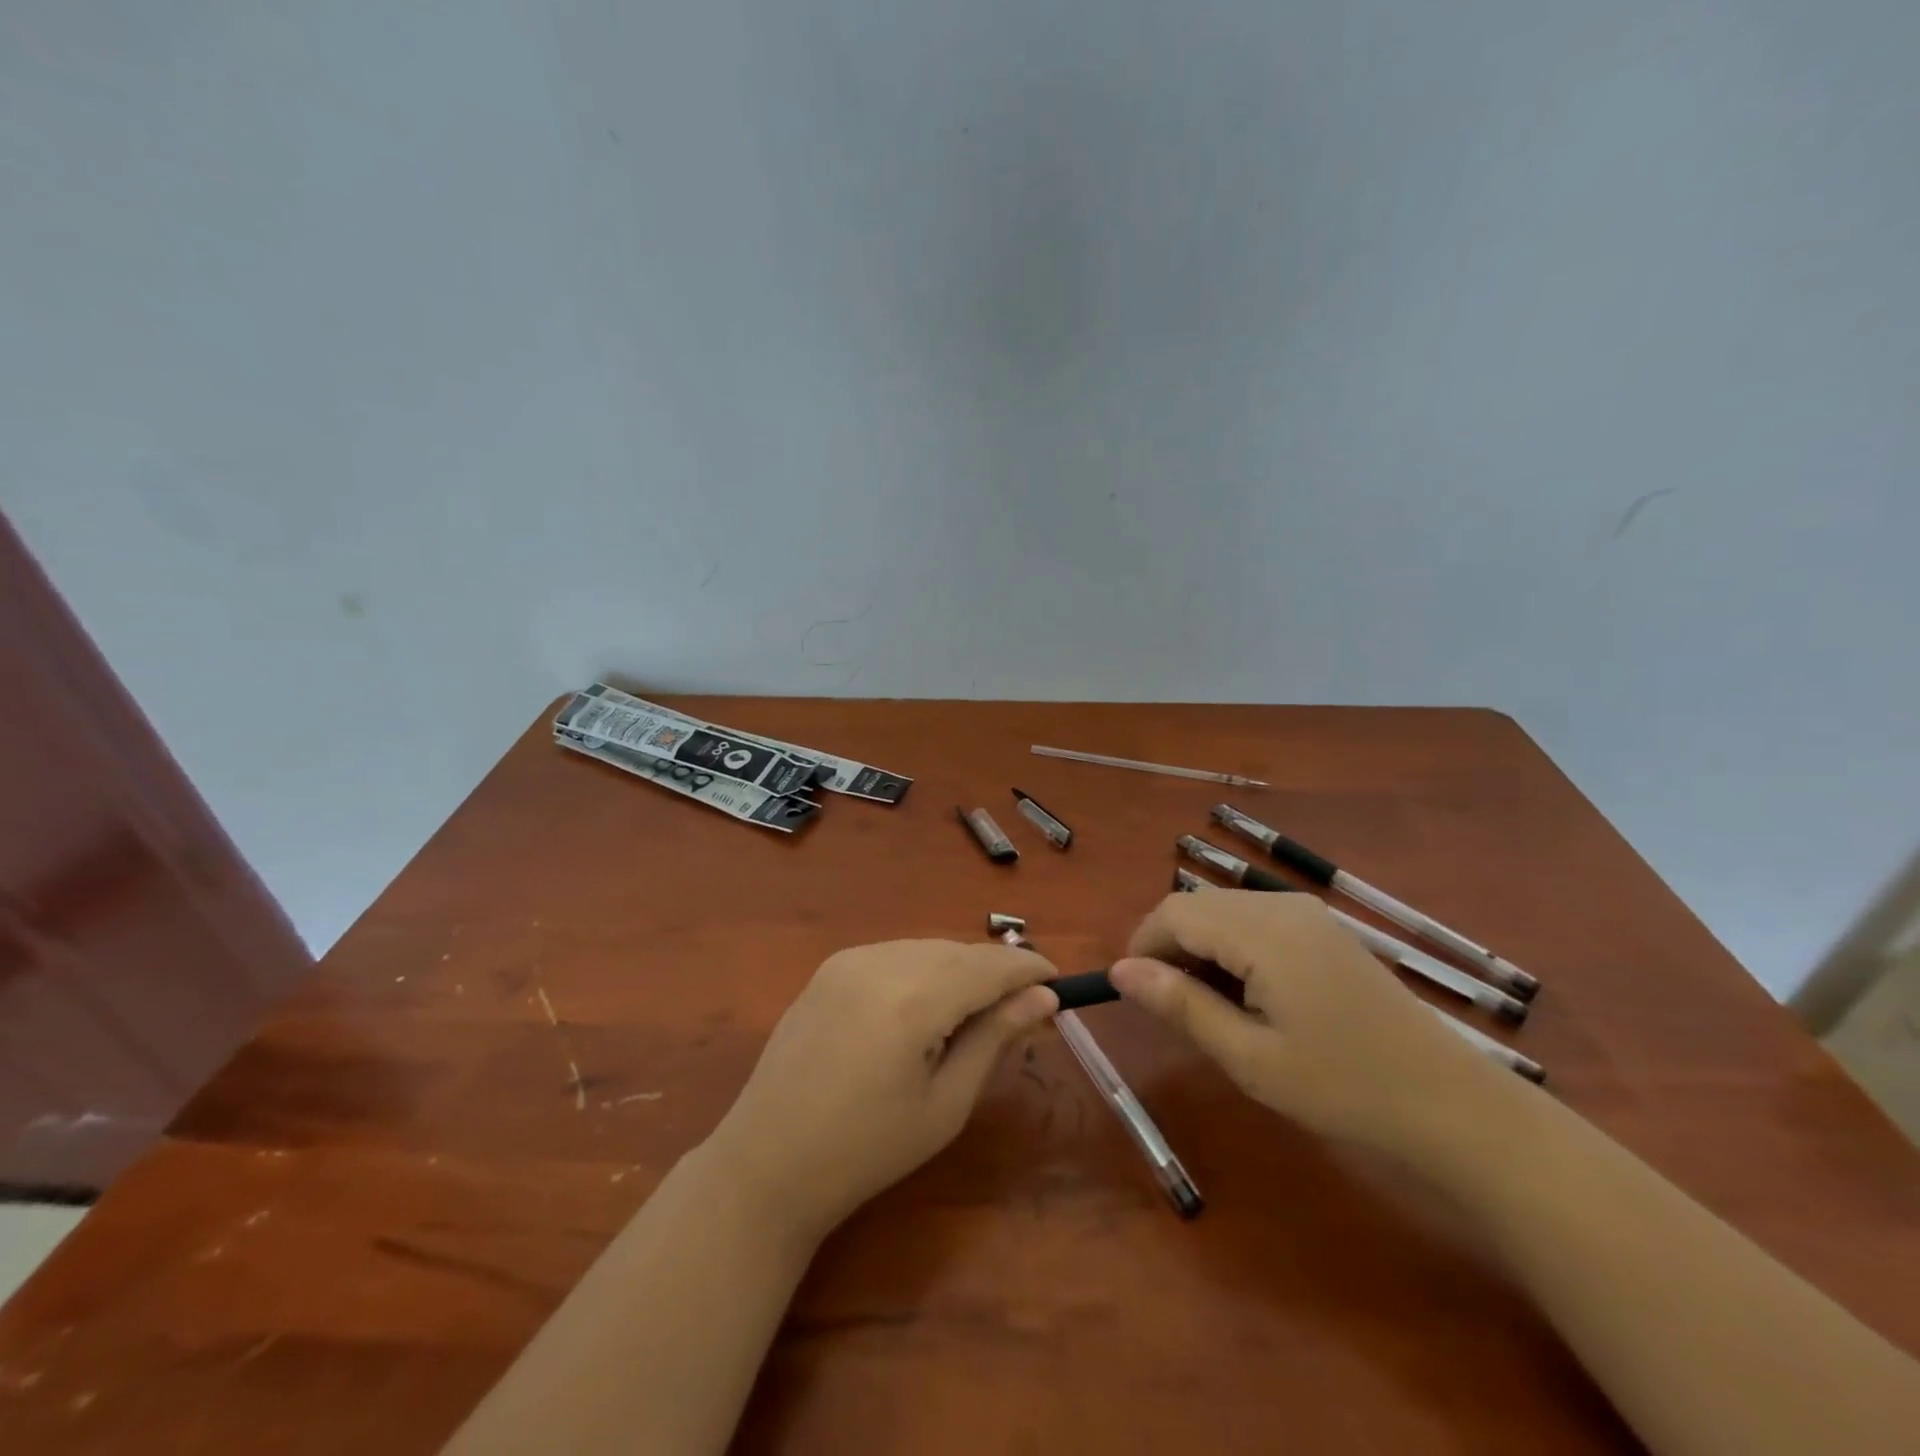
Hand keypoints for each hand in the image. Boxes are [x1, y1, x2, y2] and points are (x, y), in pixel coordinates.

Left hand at [703, 941, 1058, 1241]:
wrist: (767, 1162)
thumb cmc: (867, 1150)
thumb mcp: (946, 1103)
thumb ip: (995, 1038)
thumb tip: (1043, 997)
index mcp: (912, 999)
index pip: (988, 965)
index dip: (1028, 969)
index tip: (1059, 983)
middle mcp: (880, 961)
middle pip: (958, 952)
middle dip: (995, 973)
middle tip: (1023, 1010)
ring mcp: (849, 959)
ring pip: (927, 949)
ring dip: (960, 970)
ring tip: (975, 1014)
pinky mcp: (830, 966)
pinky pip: (896, 955)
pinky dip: (924, 971)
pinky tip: (925, 1009)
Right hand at [1109, 891, 1513, 1156]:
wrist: (1449, 1103)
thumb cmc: (1342, 1087)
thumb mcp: (1249, 1057)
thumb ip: (1180, 1005)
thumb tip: (1118, 971)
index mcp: (1263, 932)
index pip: (1175, 912)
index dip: (1143, 945)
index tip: (1135, 994)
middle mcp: (1282, 906)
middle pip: (1197, 905)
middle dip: (1169, 946)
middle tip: (1171, 1007)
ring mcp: (1307, 914)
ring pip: (1224, 911)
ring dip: (1200, 947)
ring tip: (1209, 1006)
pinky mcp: (1322, 929)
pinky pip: (1255, 920)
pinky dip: (1232, 947)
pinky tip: (1248, 994)